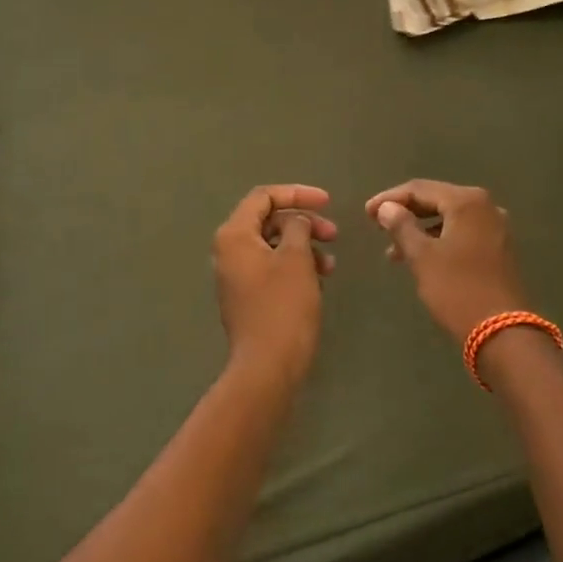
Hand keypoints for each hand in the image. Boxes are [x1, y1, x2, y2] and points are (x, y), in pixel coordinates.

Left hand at [213, 184, 336, 383]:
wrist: (267, 368)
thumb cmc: (283, 307)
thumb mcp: (296, 258)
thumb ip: (297, 228)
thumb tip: (295, 221)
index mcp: (234, 235)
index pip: (263, 197)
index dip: (297, 194)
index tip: (328, 202)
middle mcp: (228, 251)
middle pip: (267, 220)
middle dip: (303, 222)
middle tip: (334, 234)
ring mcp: (235, 275)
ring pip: (272, 245)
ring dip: (303, 246)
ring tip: (330, 265)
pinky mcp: (246, 296)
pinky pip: (271, 267)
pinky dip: (295, 266)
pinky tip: (317, 281)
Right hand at [365, 180, 527, 343]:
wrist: (503, 333)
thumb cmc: (457, 289)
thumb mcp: (422, 257)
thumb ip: (401, 226)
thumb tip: (386, 207)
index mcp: (466, 202)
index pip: (419, 189)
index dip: (390, 199)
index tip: (367, 213)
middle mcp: (485, 207)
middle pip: (436, 200)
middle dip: (405, 213)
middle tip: (377, 225)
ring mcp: (495, 228)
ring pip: (448, 218)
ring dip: (420, 229)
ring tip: (393, 250)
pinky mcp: (498, 248)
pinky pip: (461, 233)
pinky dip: (438, 240)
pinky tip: (421, 257)